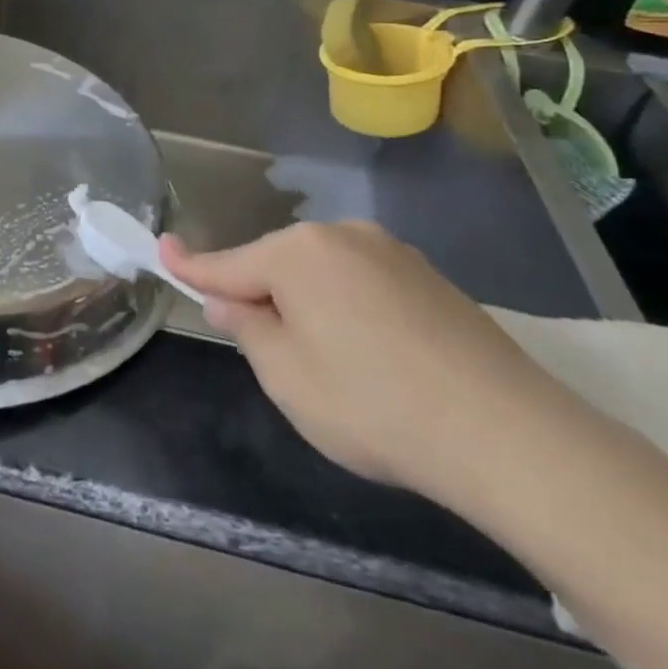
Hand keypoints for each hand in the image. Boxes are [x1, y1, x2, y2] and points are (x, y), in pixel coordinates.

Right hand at [163, 222, 561, 497]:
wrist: (506, 433)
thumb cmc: (372, 404)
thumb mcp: (286, 376)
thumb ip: (247, 329)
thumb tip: (229, 300)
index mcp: (297, 252)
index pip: (228, 263)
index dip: (190, 264)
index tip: (161, 247)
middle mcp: (341, 236)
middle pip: (277, 264)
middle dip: (261, 297)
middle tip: (268, 354)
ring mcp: (390, 252)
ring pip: (322, 274)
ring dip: (307, 305)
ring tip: (330, 366)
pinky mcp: (429, 276)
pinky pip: (362, 284)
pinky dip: (348, 310)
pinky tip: (374, 357)